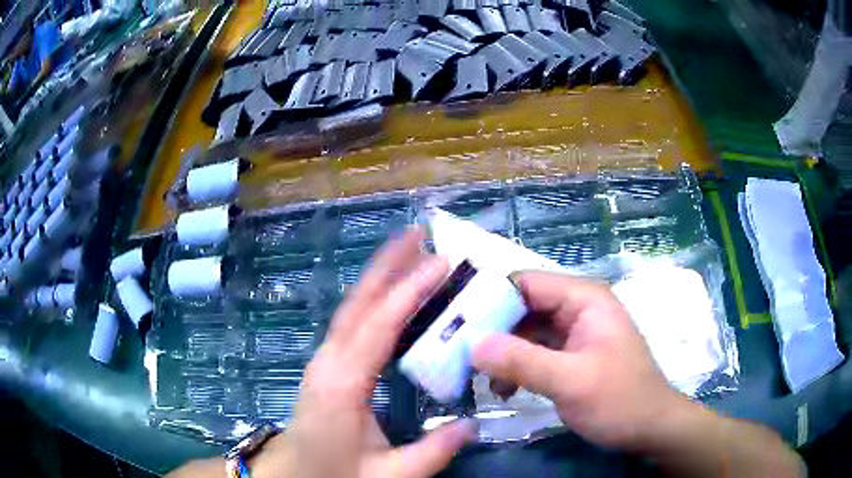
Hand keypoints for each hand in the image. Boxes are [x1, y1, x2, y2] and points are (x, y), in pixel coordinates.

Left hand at [254, 230, 476, 477]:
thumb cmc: (335, 475)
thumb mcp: (390, 475)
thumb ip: (434, 452)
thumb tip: (473, 424)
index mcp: (344, 385)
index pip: (379, 325)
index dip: (410, 290)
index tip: (441, 263)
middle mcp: (329, 362)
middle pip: (358, 303)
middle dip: (388, 264)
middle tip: (418, 233)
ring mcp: (323, 361)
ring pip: (352, 308)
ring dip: (379, 277)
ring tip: (409, 252)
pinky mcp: (325, 366)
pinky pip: (351, 323)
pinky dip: (372, 300)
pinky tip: (391, 296)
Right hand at [472, 271, 689, 450]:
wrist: (649, 428)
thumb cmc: (620, 400)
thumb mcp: (571, 381)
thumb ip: (522, 361)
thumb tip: (472, 344)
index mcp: (583, 299)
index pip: (526, 283)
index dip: (489, 297)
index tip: (453, 322)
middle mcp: (577, 308)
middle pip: (522, 306)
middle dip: (491, 330)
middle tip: (458, 354)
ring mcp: (573, 333)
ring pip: (525, 331)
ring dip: (501, 352)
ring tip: (479, 378)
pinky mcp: (570, 356)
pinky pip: (534, 352)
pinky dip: (515, 366)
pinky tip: (503, 389)